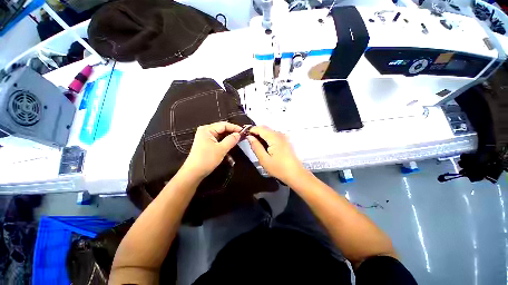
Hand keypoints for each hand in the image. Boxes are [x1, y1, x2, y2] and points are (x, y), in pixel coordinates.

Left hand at [181, 122, 241, 179]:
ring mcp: (205, 137)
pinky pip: (218, 140)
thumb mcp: (221, 149)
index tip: (244, 131)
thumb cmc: (207, 159)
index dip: (234, 127)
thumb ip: (231, 140)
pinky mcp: (206, 143)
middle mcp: (206, 131)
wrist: (194, 172)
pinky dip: (224, 142)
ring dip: (229, 137)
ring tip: (238, 140)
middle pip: (222, 129)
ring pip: (220, 134)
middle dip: (232, 132)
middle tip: (242, 136)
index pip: (224, 125)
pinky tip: (231, 144)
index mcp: (207, 129)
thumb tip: (239, 134)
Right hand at [247, 126, 306, 183]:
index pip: (260, 128)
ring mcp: (284, 136)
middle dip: (256, 131)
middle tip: (249, 140)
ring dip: (261, 134)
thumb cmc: (279, 168)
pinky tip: (264, 145)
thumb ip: (256, 146)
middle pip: (265, 128)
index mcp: (274, 137)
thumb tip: (249, 137)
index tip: (244, 135)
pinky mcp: (286, 140)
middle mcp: (280, 134)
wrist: (295, 174)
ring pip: (269, 131)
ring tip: (255, 143)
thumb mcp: (264, 159)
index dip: (251, 130)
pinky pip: (274, 135)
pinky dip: (267, 137)